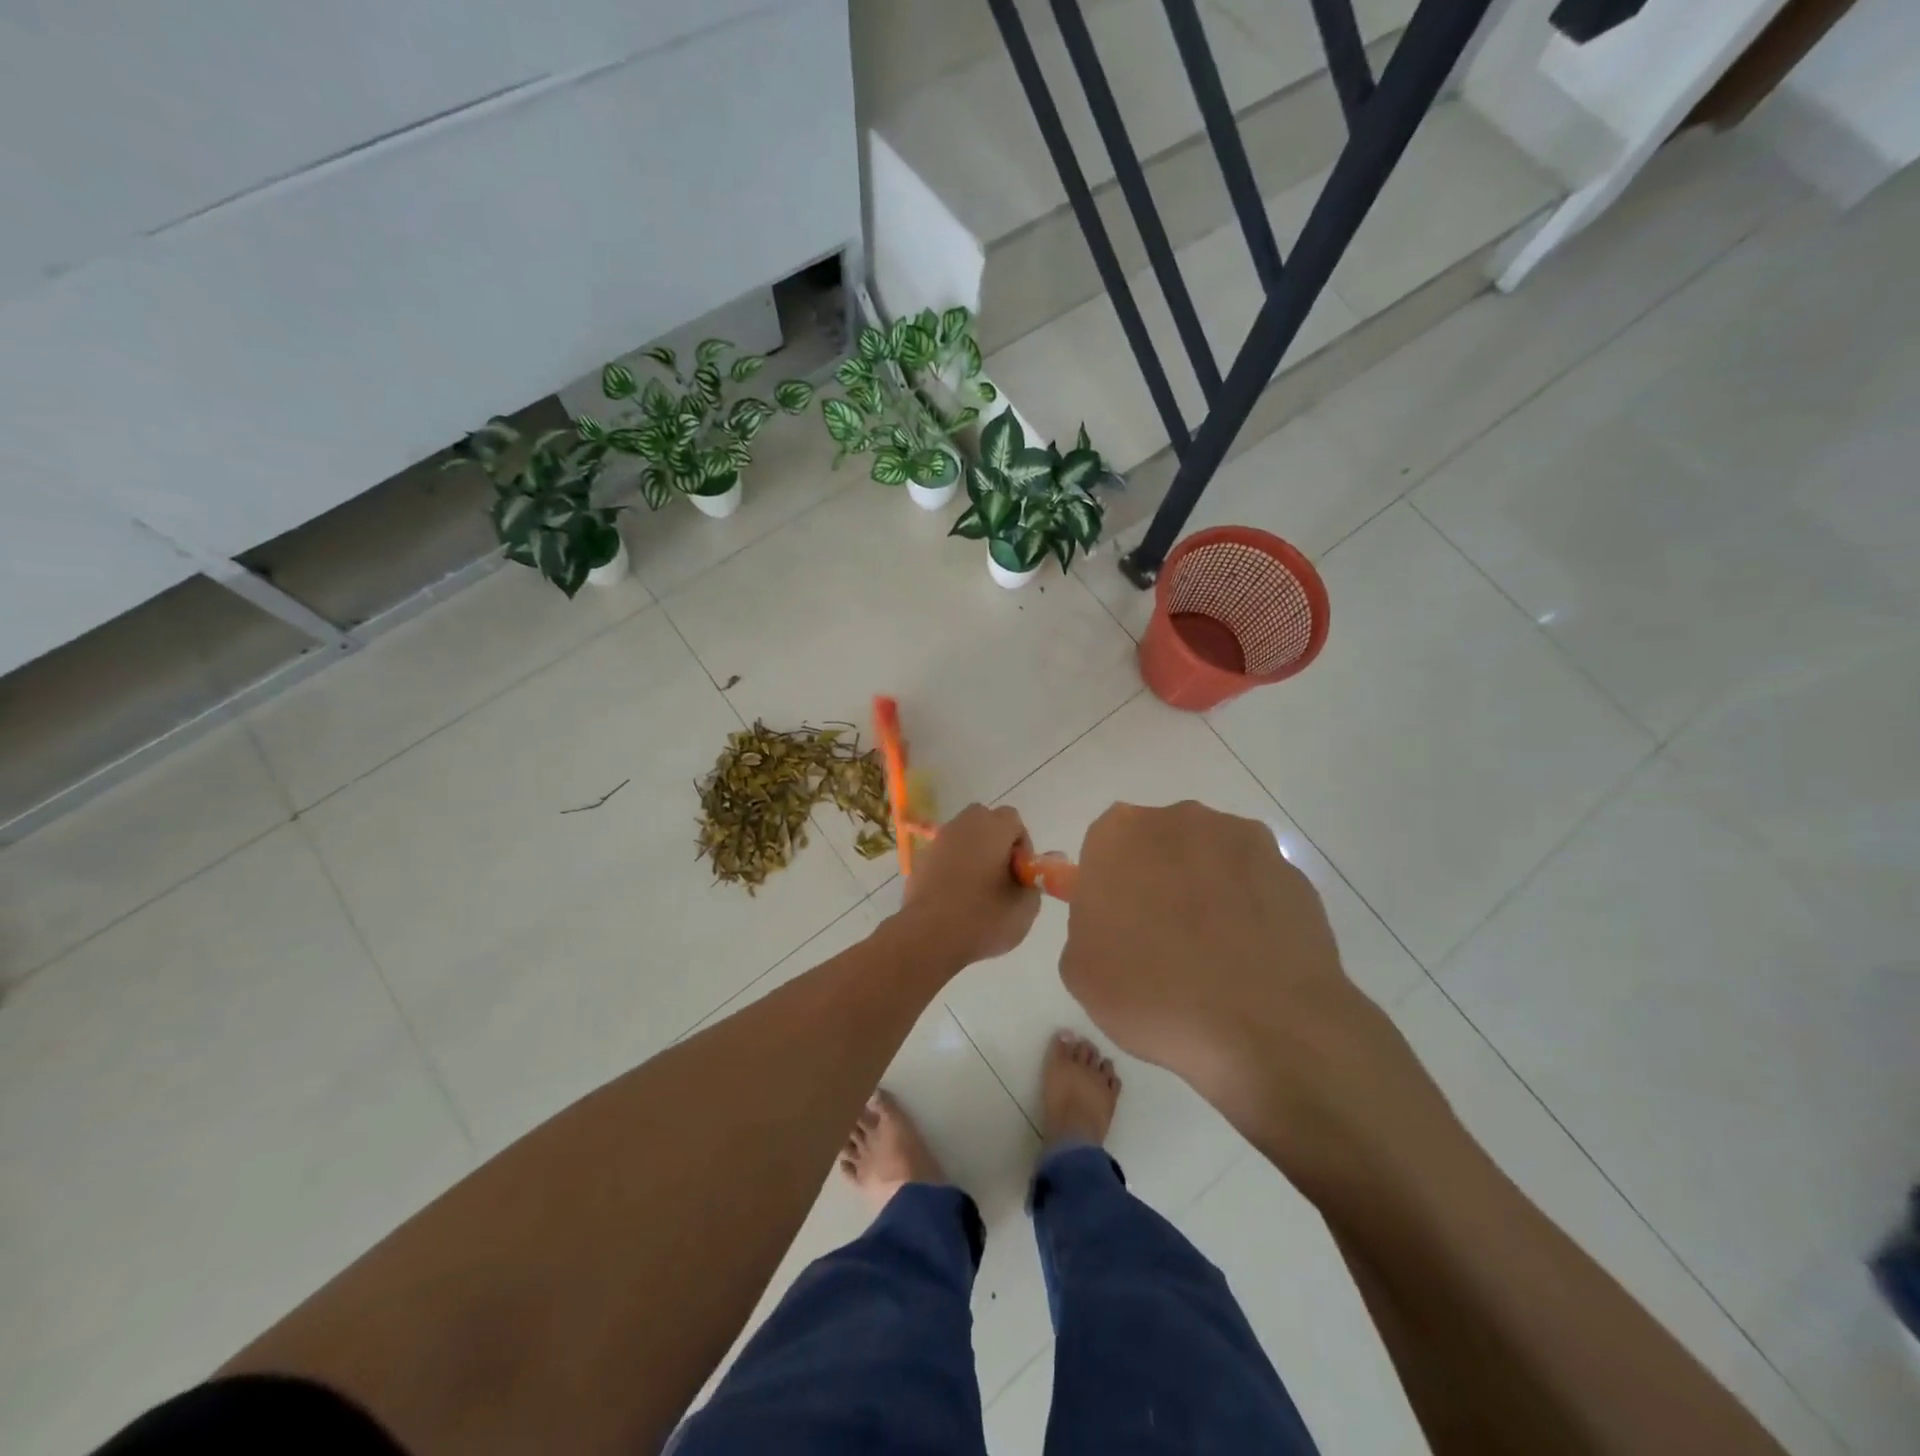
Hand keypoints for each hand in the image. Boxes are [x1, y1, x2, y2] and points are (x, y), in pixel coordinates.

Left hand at [896, 804, 1040, 969]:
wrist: (928, 937)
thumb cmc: (983, 918)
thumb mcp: (1025, 907)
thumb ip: (1038, 878)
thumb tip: (1041, 863)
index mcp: (992, 828)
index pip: (1014, 820)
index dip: (1022, 846)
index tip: (1021, 874)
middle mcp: (963, 825)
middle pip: (985, 821)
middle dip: (996, 843)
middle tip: (1002, 876)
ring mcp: (938, 841)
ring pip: (963, 837)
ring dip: (973, 854)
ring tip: (978, 889)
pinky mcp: (920, 860)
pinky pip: (944, 855)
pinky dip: (952, 867)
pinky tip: (955, 897)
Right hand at [1060, 801, 1411, 1149]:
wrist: (1270, 1030)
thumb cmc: (1155, 995)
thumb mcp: (1080, 970)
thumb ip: (1087, 924)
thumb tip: (1113, 918)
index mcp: (1120, 833)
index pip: (1102, 848)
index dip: (1107, 888)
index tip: (1115, 927)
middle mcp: (1182, 819)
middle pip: (1157, 845)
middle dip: (1156, 881)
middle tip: (1159, 941)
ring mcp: (1244, 840)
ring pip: (1208, 860)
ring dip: (1204, 892)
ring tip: (1212, 956)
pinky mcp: (1293, 871)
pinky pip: (1253, 885)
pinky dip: (1247, 911)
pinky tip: (1249, 959)